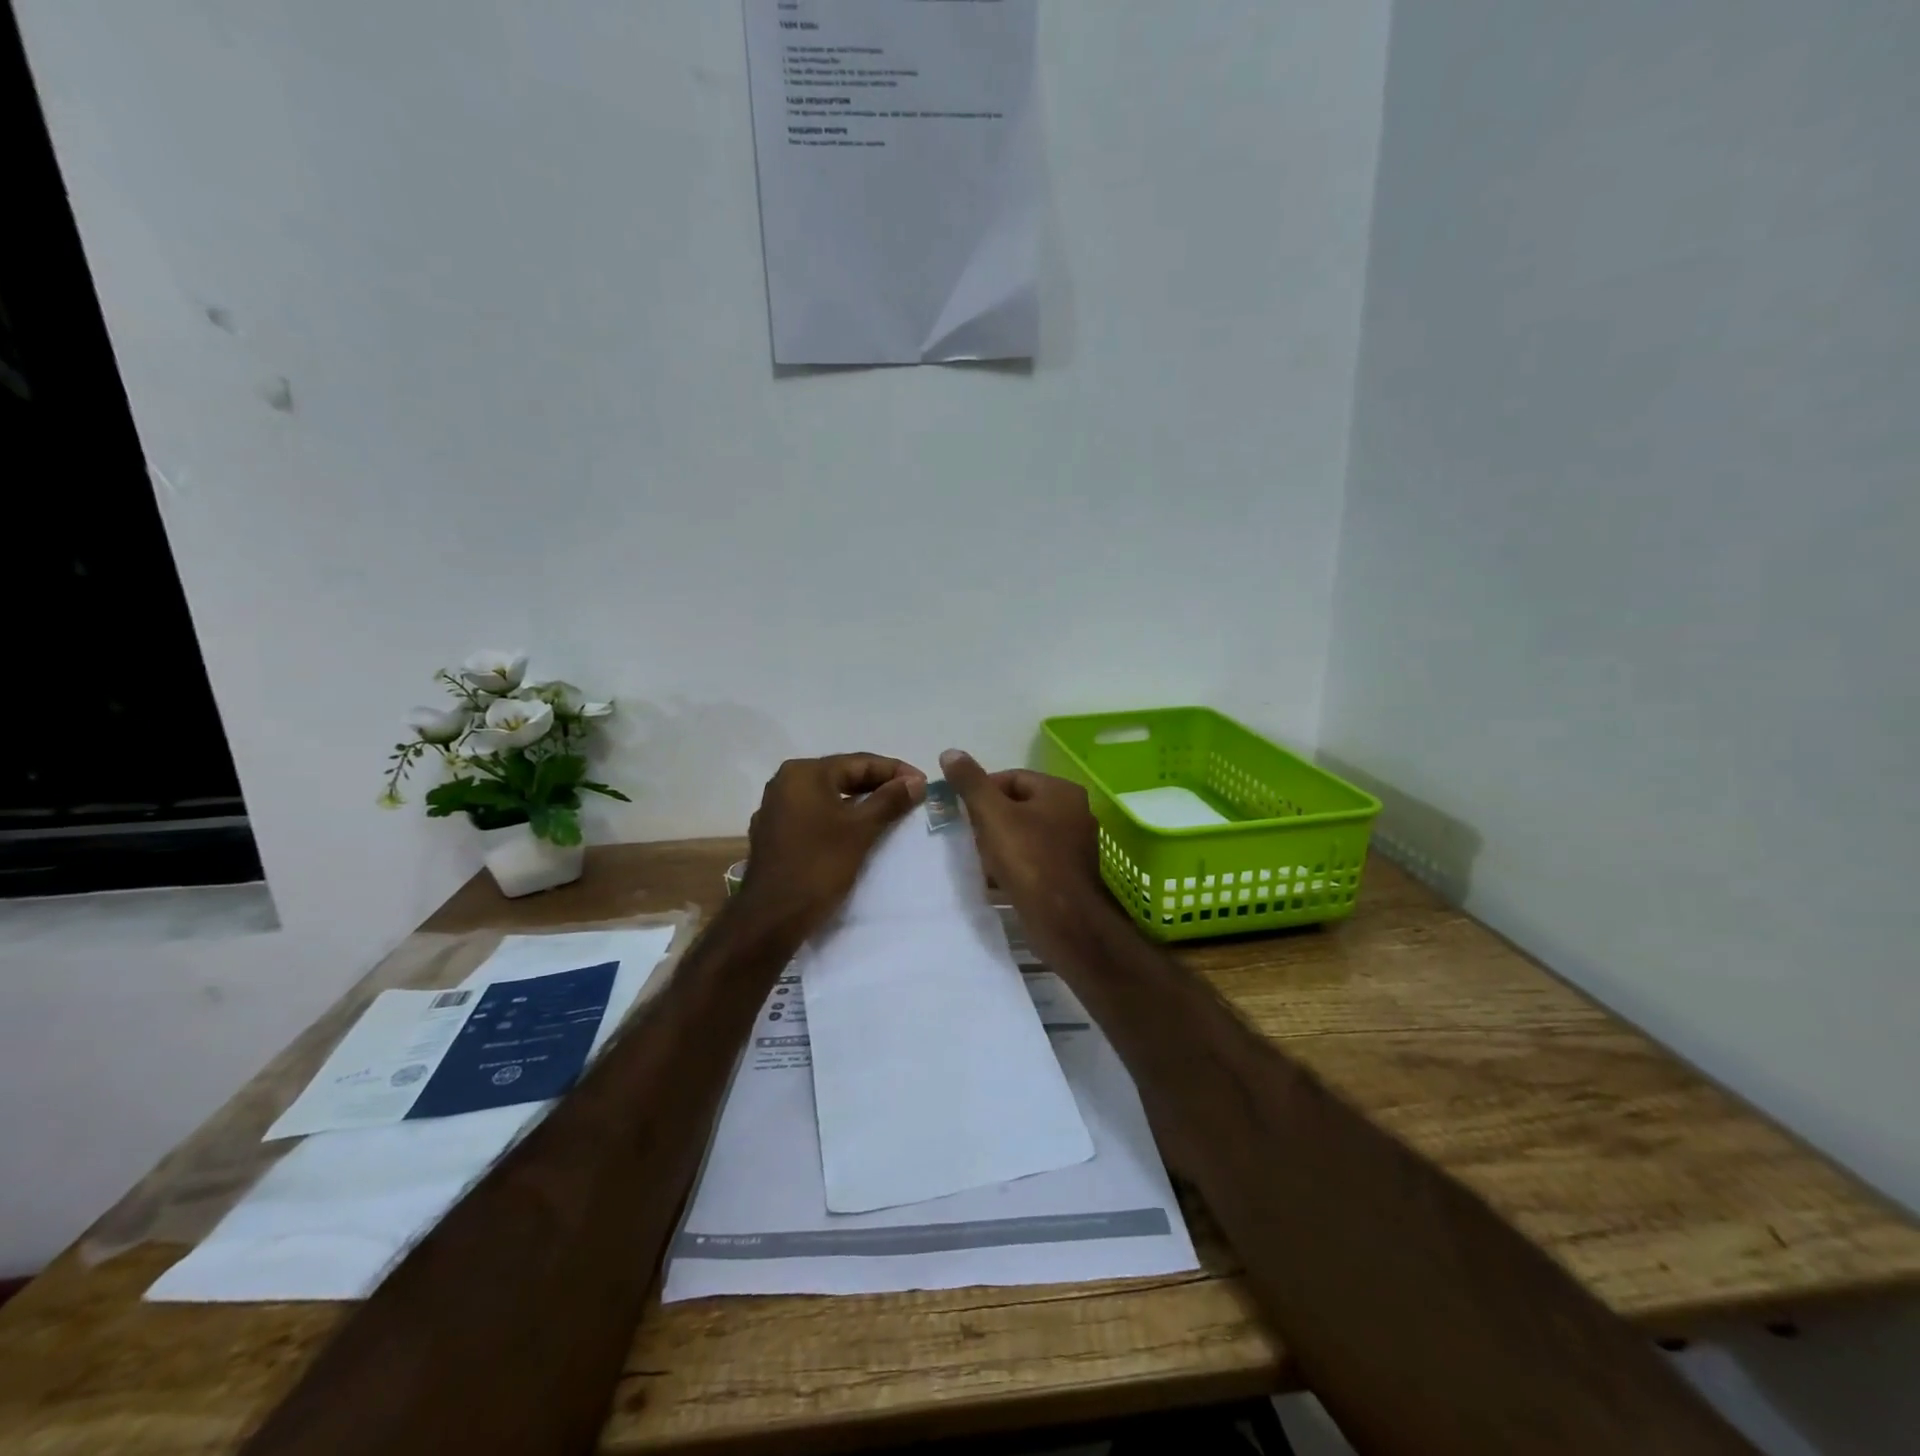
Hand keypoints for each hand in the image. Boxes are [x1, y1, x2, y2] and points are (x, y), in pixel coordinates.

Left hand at [741, 754, 926, 935]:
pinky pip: (815, 814)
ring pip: (828, 796)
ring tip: (891, 810)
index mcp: (804, 773)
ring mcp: (776, 808)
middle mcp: (785, 782)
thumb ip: (890, 800)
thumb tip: (916, 781)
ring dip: (860, 801)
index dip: (895, 770)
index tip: (923, 783)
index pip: (859, 762)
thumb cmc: (819, 866)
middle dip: (878, 784)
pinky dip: (839, 817)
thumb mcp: (861, 830)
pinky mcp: (775, 833)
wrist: (772, 917)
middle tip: (911, 795)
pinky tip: (858, 829)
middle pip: (842, 776)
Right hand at [938, 750, 1103, 916]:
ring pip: (1024, 834)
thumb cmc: (1029, 860)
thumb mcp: (992, 815)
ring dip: (998, 843)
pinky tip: (993, 879)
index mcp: (1061, 791)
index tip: (961, 811)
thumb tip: (950, 752)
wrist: (1064, 921)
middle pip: (1018, 806)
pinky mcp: (1067, 874)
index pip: (1012, 778)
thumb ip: (970, 782)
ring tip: (977, 859)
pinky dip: (1012, 864)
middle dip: (989, 819)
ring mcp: (1073, 845)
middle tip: (966, 836)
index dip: (982, 791)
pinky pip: (1033, 859)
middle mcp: (1074, 813)